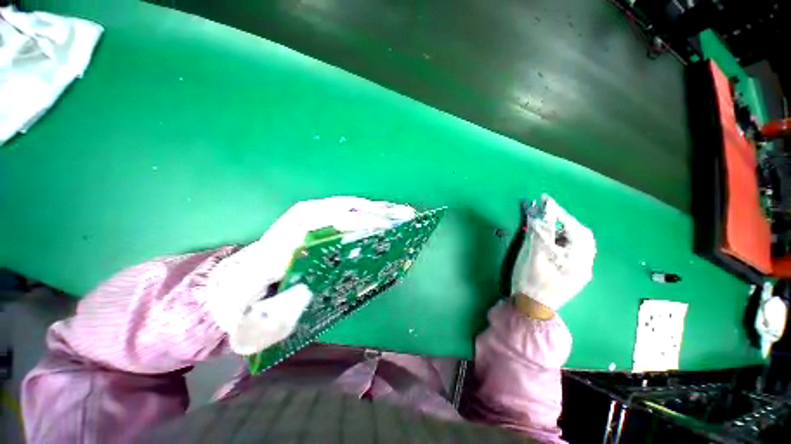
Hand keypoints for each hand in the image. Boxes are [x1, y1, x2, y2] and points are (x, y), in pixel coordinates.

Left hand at [203, 197, 415, 354]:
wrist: (232, 287)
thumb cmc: (245, 307)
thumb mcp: (251, 325)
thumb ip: (275, 317)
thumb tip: (310, 290)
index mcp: (277, 248)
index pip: (320, 227)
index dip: (353, 225)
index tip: (382, 229)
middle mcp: (291, 226)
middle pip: (336, 209)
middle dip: (371, 212)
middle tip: (402, 217)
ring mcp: (300, 218)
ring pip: (341, 204)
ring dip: (371, 207)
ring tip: (398, 212)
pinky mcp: (309, 219)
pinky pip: (341, 208)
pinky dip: (363, 209)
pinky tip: (380, 213)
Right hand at [512, 195, 595, 312]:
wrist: (531, 308)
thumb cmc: (530, 281)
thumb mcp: (533, 256)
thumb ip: (540, 234)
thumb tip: (540, 213)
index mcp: (577, 261)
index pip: (574, 229)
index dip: (560, 213)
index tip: (546, 201)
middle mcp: (585, 265)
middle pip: (582, 236)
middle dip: (566, 222)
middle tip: (549, 215)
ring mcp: (580, 271)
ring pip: (579, 244)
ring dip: (565, 231)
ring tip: (549, 227)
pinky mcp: (574, 274)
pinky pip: (574, 251)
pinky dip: (564, 241)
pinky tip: (552, 242)